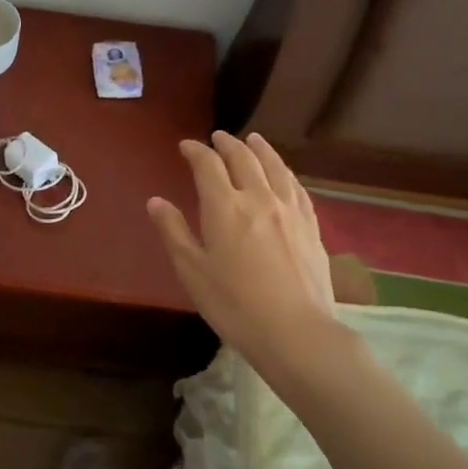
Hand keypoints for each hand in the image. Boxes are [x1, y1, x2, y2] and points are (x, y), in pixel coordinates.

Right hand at [148, 131, 338, 370]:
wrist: (295, 331)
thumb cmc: (234, 305)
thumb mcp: (192, 271)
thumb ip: (173, 231)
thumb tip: (155, 201)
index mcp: (225, 207)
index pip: (208, 166)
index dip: (196, 151)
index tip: (186, 146)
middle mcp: (259, 198)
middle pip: (244, 159)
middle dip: (227, 144)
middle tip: (217, 137)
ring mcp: (290, 210)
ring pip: (275, 167)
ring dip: (261, 149)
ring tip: (254, 140)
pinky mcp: (311, 226)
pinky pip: (297, 188)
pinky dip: (285, 172)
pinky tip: (284, 175)